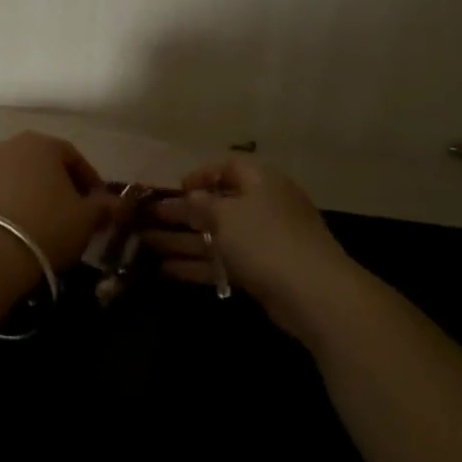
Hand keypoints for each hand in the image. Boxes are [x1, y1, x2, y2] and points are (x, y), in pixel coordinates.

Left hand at [0, 132, 115, 269]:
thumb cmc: (46, 226)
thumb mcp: (85, 219)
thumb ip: (103, 207)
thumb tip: (117, 204)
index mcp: (41, 144)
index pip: (73, 157)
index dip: (89, 181)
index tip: (97, 203)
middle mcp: (7, 145)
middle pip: (40, 164)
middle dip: (56, 185)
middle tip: (69, 212)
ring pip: (13, 177)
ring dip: (27, 194)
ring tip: (38, 223)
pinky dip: (4, 206)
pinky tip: (11, 230)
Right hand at [144, 156, 361, 340]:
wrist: (314, 294)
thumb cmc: (266, 240)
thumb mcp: (226, 215)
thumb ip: (201, 204)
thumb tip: (189, 197)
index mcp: (261, 181)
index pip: (228, 167)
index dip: (201, 175)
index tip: (175, 189)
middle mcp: (264, 207)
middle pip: (218, 204)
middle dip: (183, 212)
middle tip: (149, 217)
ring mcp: (264, 242)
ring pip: (216, 236)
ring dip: (183, 240)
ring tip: (147, 244)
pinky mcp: (262, 272)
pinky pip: (223, 262)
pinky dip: (198, 265)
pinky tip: (167, 270)